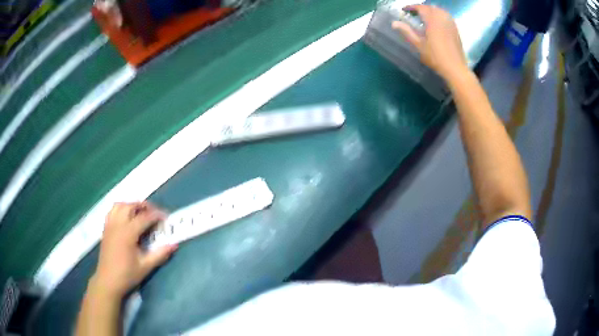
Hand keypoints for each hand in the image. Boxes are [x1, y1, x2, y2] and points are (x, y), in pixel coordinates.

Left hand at [92, 202, 177, 297]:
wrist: (108, 281)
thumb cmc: (127, 275)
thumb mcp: (146, 266)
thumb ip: (160, 254)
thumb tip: (174, 245)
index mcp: (128, 233)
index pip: (144, 217)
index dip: (156, 215)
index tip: (166, 217)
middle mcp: (118, 224)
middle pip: (131, 206)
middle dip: (144, 206)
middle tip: (154, 214)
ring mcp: (110, 225)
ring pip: (120, 205)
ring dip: (131, 205)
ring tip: (140, 213)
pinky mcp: (105, 229)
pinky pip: (112, 211)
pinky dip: (121, 209)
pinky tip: (126, 218)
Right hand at [392, 5, 468, 81]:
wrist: (455, 68)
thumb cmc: (436, 57)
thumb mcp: (419, 45)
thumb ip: (407, 32)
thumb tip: (394, 23)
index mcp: (432, 20)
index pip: (420, 8)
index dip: (411, 7)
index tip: (405, 10)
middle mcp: (442, 18)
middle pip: (430, 7)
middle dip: (421, 8)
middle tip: (414, 13)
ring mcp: (450, 23)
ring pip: (440, 10)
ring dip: (431, 10)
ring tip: (425, 16)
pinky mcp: (456, 29)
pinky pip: (447, 16)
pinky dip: (440, 15)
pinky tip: (437, 22)